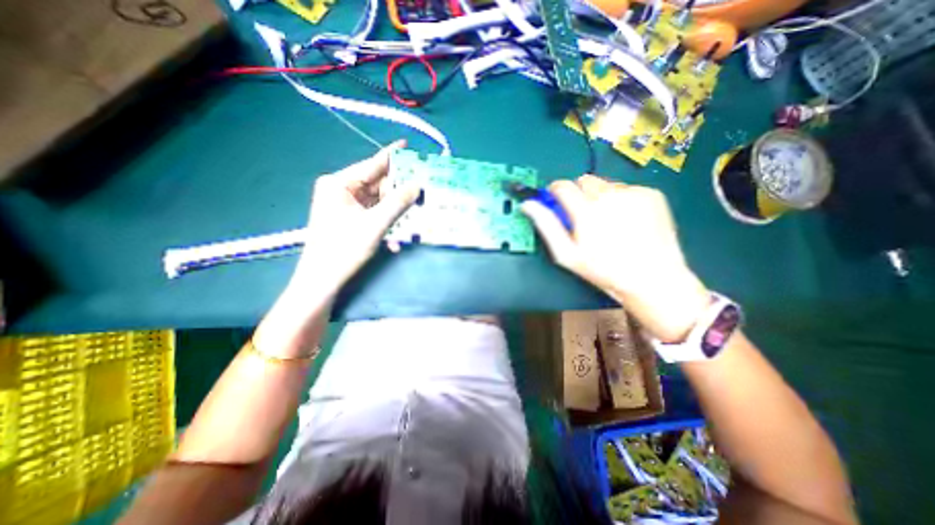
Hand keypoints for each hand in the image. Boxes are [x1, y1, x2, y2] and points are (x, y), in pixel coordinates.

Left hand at [292, 142, 415, 292]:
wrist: (323, 279)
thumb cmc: (344, 248)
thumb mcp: (375, 224)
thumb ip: (398, 203)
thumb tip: (417, 185)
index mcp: (339, 183)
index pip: (371, 165)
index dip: (392, 156)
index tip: (408, 145)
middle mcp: (341, 190)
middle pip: (377, 184)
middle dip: (399, 191)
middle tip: (421, 190)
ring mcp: (346, 205)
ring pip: (378, 201)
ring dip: (395, 211)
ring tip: (414, 215)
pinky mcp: (351, 219)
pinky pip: (374, 214)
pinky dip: (386, 222)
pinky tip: (396, 237)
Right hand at [523, 173, 712, 341]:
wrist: (652, 278)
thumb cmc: (603, 269)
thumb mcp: (566, 254)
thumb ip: (546, 225)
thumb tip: (527, 204)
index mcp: (585, 210)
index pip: (562, 186)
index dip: (555, 192)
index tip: (557, 202)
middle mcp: (609, 194)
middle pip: (584, 180)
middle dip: (578, 194)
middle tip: (584, 215)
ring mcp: (633, 192)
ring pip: (605, 184)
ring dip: (600, 196)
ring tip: (609, 221)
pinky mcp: (652, 194)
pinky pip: (627, 189)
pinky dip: (622, 199)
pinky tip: (628, 220)